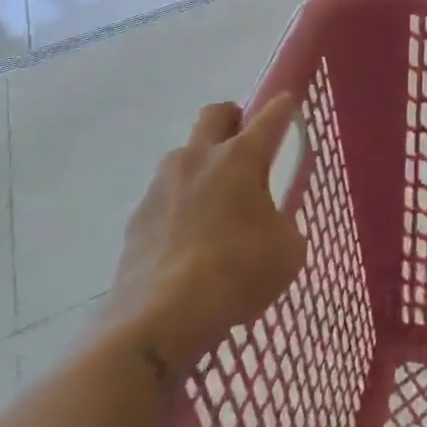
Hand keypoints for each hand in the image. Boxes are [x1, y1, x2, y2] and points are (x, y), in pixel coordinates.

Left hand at [98, 96, 307, 383]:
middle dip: (233, 119)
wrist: (159, 320)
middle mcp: (199, 158)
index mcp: (241, 157)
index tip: (289, 105)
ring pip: (184, 154)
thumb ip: (285, 223)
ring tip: (216, 202)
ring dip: (202, 164)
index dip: (283, 106)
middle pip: (215, 114)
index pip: (270, 115)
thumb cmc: (236, 274)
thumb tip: (273, 222)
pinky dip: (180, 204)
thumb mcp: (288, 251)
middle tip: (246, 146)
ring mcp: (162, 185)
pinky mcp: (138, 217)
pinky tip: (189, 239)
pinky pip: (164, 195)